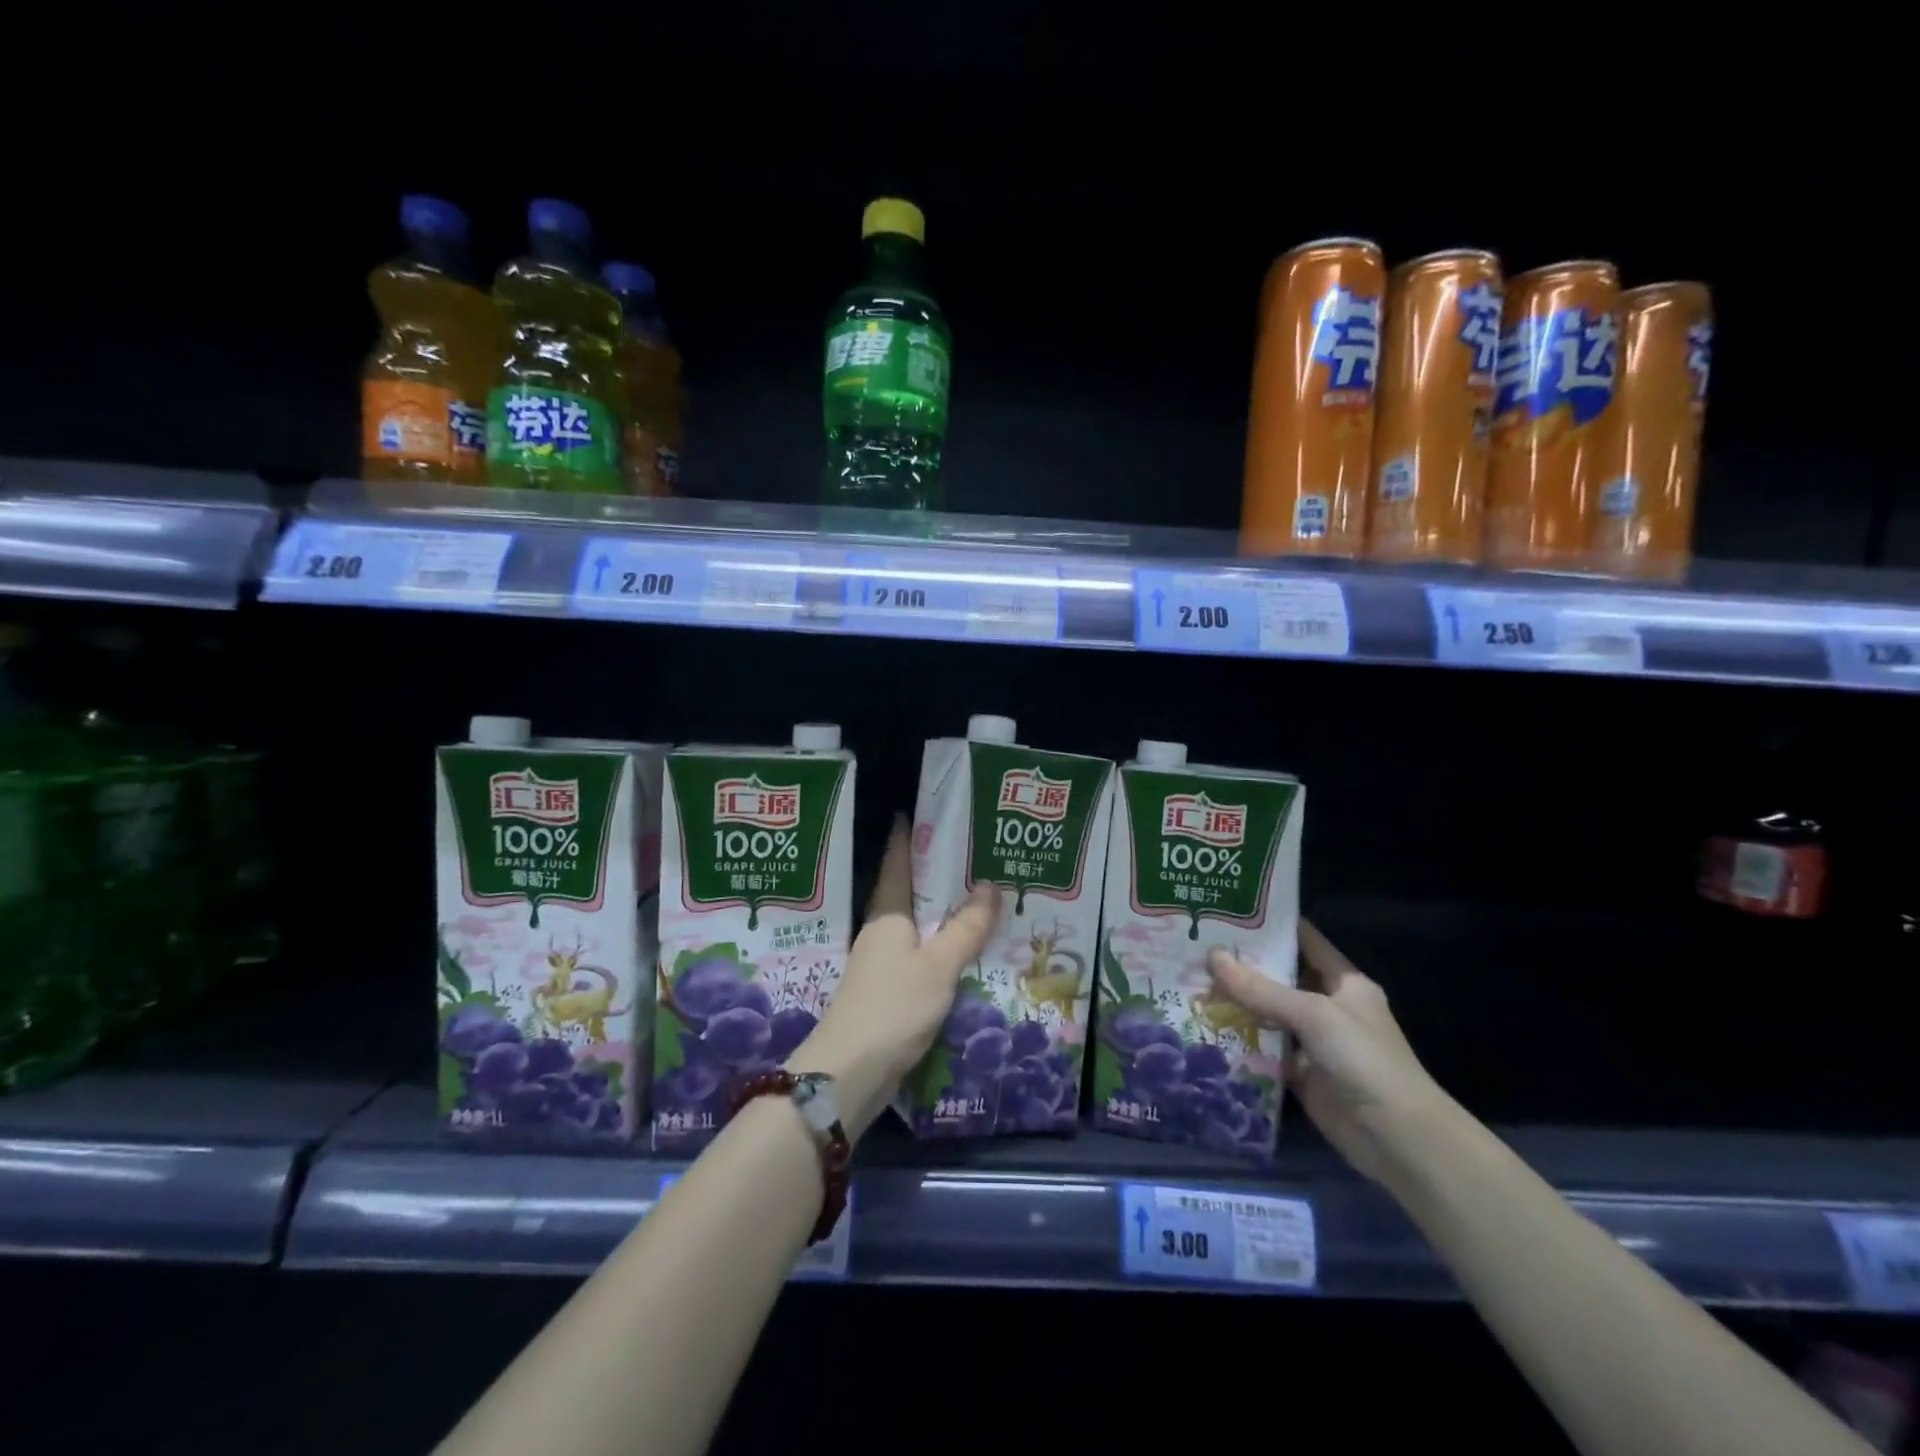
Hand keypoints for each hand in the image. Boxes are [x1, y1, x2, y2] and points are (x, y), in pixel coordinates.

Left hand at [791, 817, 999, 1138]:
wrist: (849, 1073)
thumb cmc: (893, 1007)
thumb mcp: (938, 965)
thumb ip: (965, 928)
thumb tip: (989, 885)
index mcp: (888, 914)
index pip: (897, 863)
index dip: (906, 837)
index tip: (915, 812)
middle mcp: (882, 932)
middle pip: (909, 893)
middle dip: (935, 875)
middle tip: (972, 855)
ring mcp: (882, 963)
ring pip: (917, 927)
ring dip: (941, 914)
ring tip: (978, 899)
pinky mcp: (888, 992)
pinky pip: (920, 957)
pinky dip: (941, 948)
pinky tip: (963, 952)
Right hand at [1207, 920, 1451, 1185]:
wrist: (1396, 1137)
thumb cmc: (1363, 1059)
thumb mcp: (1312, 1014)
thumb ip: (1261, 989)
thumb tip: (1212, 957)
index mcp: (1344, 983)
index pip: (1305, 942)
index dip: (1272, 926)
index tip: (1230, 912)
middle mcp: (1329, 1007)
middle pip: (1281, 979)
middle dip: (1243, 966)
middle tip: (1197, 947)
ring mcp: (1314, 1042)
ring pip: (1269, 1014)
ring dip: (1237, 1004)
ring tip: (1192, 982)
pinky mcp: (1301, 1074)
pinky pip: (1265, 1050)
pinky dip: (1241, 1042)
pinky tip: (1206, 1027)